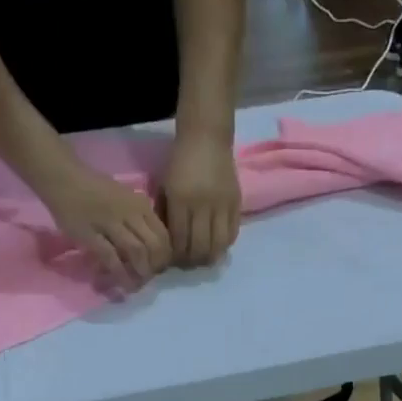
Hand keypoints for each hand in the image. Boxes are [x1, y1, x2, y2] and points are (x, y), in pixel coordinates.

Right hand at [36, 160, 172, 285]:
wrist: (62, 177)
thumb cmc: (94, 189)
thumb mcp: (125, 198)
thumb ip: (140, 219)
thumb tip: (154, 247)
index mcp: (140, 205)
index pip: (163, 235)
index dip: (165, 256)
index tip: (160, 268)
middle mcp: (129, 213)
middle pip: (154, 246)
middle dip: (155, 267)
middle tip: (149, 278)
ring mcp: (110, 223)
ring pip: (136, 252)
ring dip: (140, 272)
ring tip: (138, 284)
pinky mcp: (90, 234)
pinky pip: (111, 258)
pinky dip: (120, 274)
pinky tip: (122, 284)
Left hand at [160, 132, 241, 264]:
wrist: (206, 137)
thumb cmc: (180, 161)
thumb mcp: (165, 186)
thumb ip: (166, 214)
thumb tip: (169, 242)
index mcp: (180, 199)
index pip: (180, 240)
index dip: (177, 256)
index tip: (174, 260)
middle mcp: (202, 205)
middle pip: (200, 247)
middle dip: (193, 260)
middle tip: (189, 263)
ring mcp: (222, 205)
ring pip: (218, 245)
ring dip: (210, 256)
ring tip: (204, 258)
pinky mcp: (236, 204)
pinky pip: (232, 233)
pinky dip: (224, 245)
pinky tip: (217, 245)